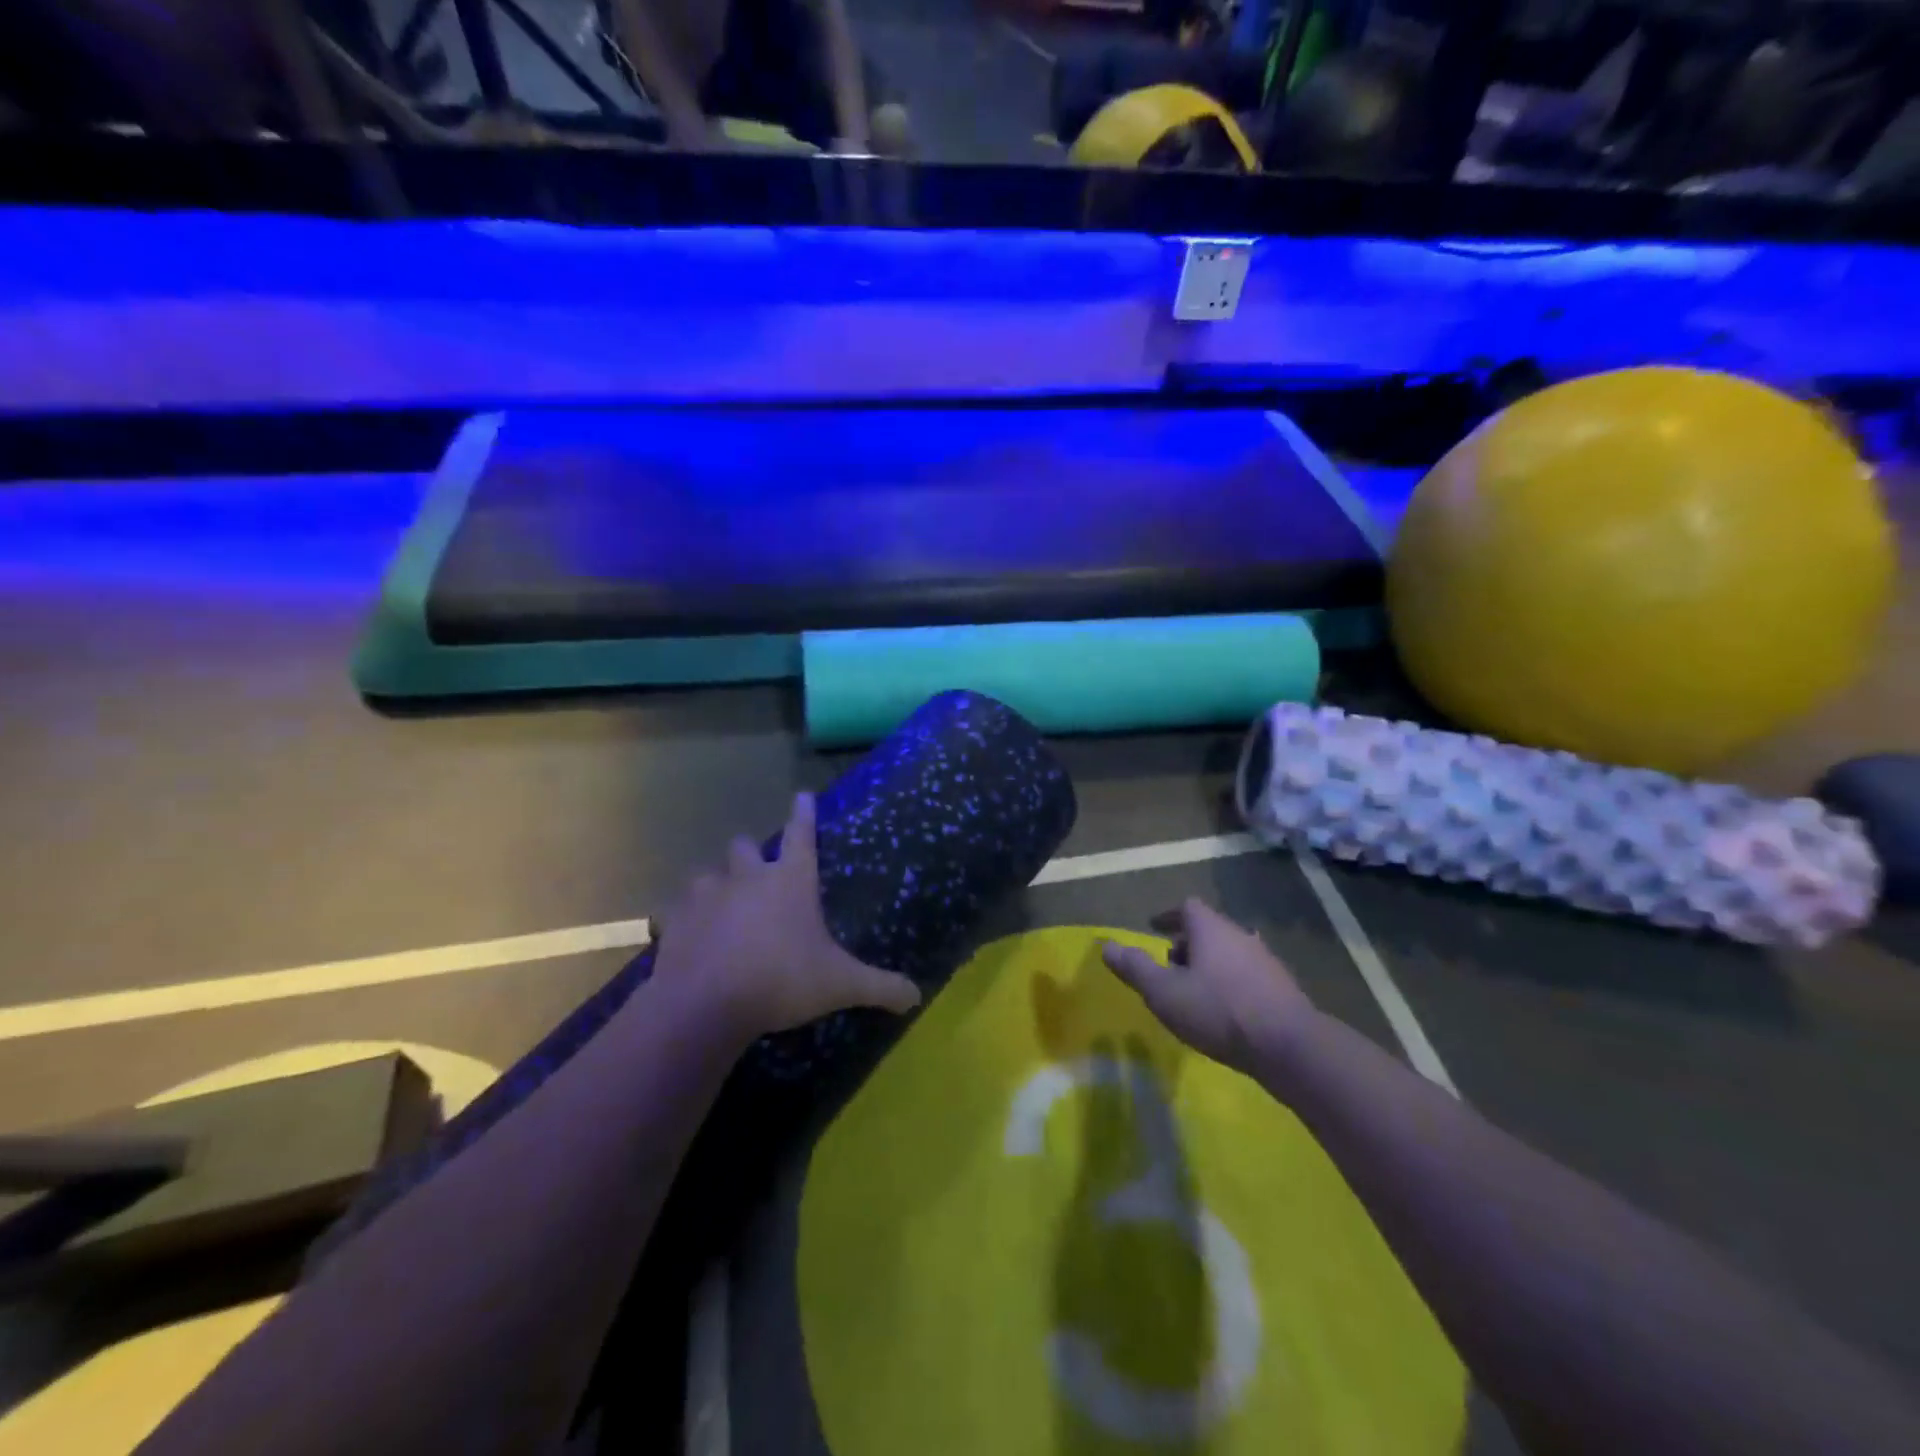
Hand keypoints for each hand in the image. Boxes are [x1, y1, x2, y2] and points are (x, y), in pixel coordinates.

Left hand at [652, 793, 920, 1043]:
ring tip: (723, 907)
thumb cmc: (781, 980)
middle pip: (745, 847)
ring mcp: (707, 896)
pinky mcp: (676, 921)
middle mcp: (747, 878)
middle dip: (751, 853)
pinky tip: (692, 938)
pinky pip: (680, 911)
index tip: (802, 794)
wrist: (705, 1004)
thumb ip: (880, 987)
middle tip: (759, 872)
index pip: (801, 834)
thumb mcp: (840, 985)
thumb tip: (917, 997)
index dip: (804, 814)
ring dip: (717, 886)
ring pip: (708, 875)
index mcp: (790, 880)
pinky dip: (688, 920)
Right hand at [1102, 899, 1316, 1076]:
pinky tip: (1225, 1012)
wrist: (1289, 1046)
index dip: (1168, 916)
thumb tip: (1106, 945)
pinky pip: (1247, 976)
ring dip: (1210, 966)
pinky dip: (1230, 984)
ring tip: (1195, 992)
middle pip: (1209, 930)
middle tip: (1169, 966)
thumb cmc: (1218, 1011)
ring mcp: (1266, 961)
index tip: (1154, 928)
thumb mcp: (1164, 992)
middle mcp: (1240, 935)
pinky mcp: (1283, 989)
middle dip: (1187, 944)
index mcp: (1210, 929)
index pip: (1187, 907)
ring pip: (1229, 953)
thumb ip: (1135, 968)